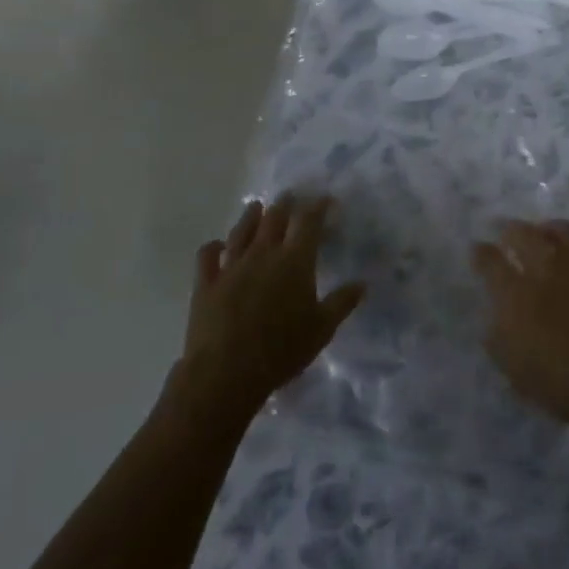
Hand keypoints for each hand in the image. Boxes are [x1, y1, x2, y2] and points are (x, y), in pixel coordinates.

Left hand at [175, 194, 364, 419]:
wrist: (226, 373)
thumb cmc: (282, 350)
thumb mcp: (322, 329)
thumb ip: (342, 302)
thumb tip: (362, 283)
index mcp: (295, 261)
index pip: (309, 222)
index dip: (318, 207)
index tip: (325, 199)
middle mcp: (263, 254)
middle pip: (274, 218)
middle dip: (285, 204)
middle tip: (290, 195)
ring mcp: (231, 266)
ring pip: (241, 231)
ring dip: (251, 216)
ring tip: (256, 207)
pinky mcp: (206, 283)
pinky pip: (207, 256)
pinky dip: (213, 247)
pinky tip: (217, 245)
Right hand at [472, 219, 568, 441]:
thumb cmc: (565, 386)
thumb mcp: (515, 370)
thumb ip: (498, 335)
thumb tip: (497, 312)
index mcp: (517, 294)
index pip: (489, 260)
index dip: (480, 253)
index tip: (478, 252)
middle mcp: (547, 268)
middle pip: (521, 232)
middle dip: (509, 232)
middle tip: (507, 238)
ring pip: (559, 229)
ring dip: (545, 231)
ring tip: (542, 238)